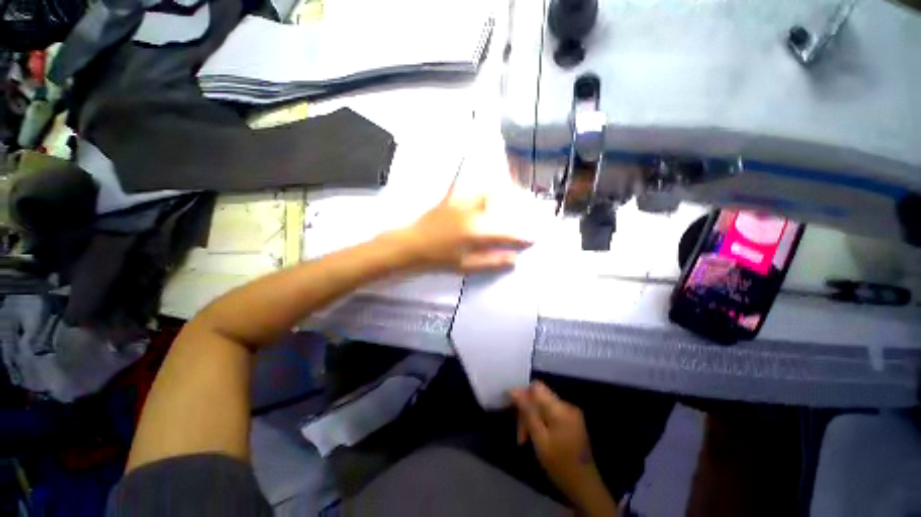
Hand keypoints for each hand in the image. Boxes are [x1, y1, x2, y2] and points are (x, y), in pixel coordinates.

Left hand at [394, 184, 532, 272]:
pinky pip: (467, 188)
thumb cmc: (438, 259)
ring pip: (487, 194)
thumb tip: (514, 259)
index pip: (506, 233)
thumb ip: (491, 261)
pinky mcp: (450, 199)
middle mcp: (472, 212)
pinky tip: (485, 186)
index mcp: (476, 231)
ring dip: (502, 196)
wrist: (410, 245)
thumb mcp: (465, 266)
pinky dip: (479, 185)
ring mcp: (460, 203)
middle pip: (501, 208)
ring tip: (513, 199)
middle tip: (528, 216)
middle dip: (517, 211)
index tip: (533, 239)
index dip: (521, 237)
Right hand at [511, 381, 617, 515]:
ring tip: (525, 439)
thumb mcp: (540, 439)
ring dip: (532, 419)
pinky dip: (541, 423)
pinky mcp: (572, 421)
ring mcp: (571, 414)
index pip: (537, 386)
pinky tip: (537, 438)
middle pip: (539, 398)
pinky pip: (551, 413)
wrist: (585, 487)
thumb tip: (513, 389)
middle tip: (520, 435)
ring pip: (543, 406)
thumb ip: (527, 412)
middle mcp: (567, 406)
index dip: (522, 394)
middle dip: (527, 412)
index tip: (513, 409)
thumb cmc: (560, 465)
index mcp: (561, 408)